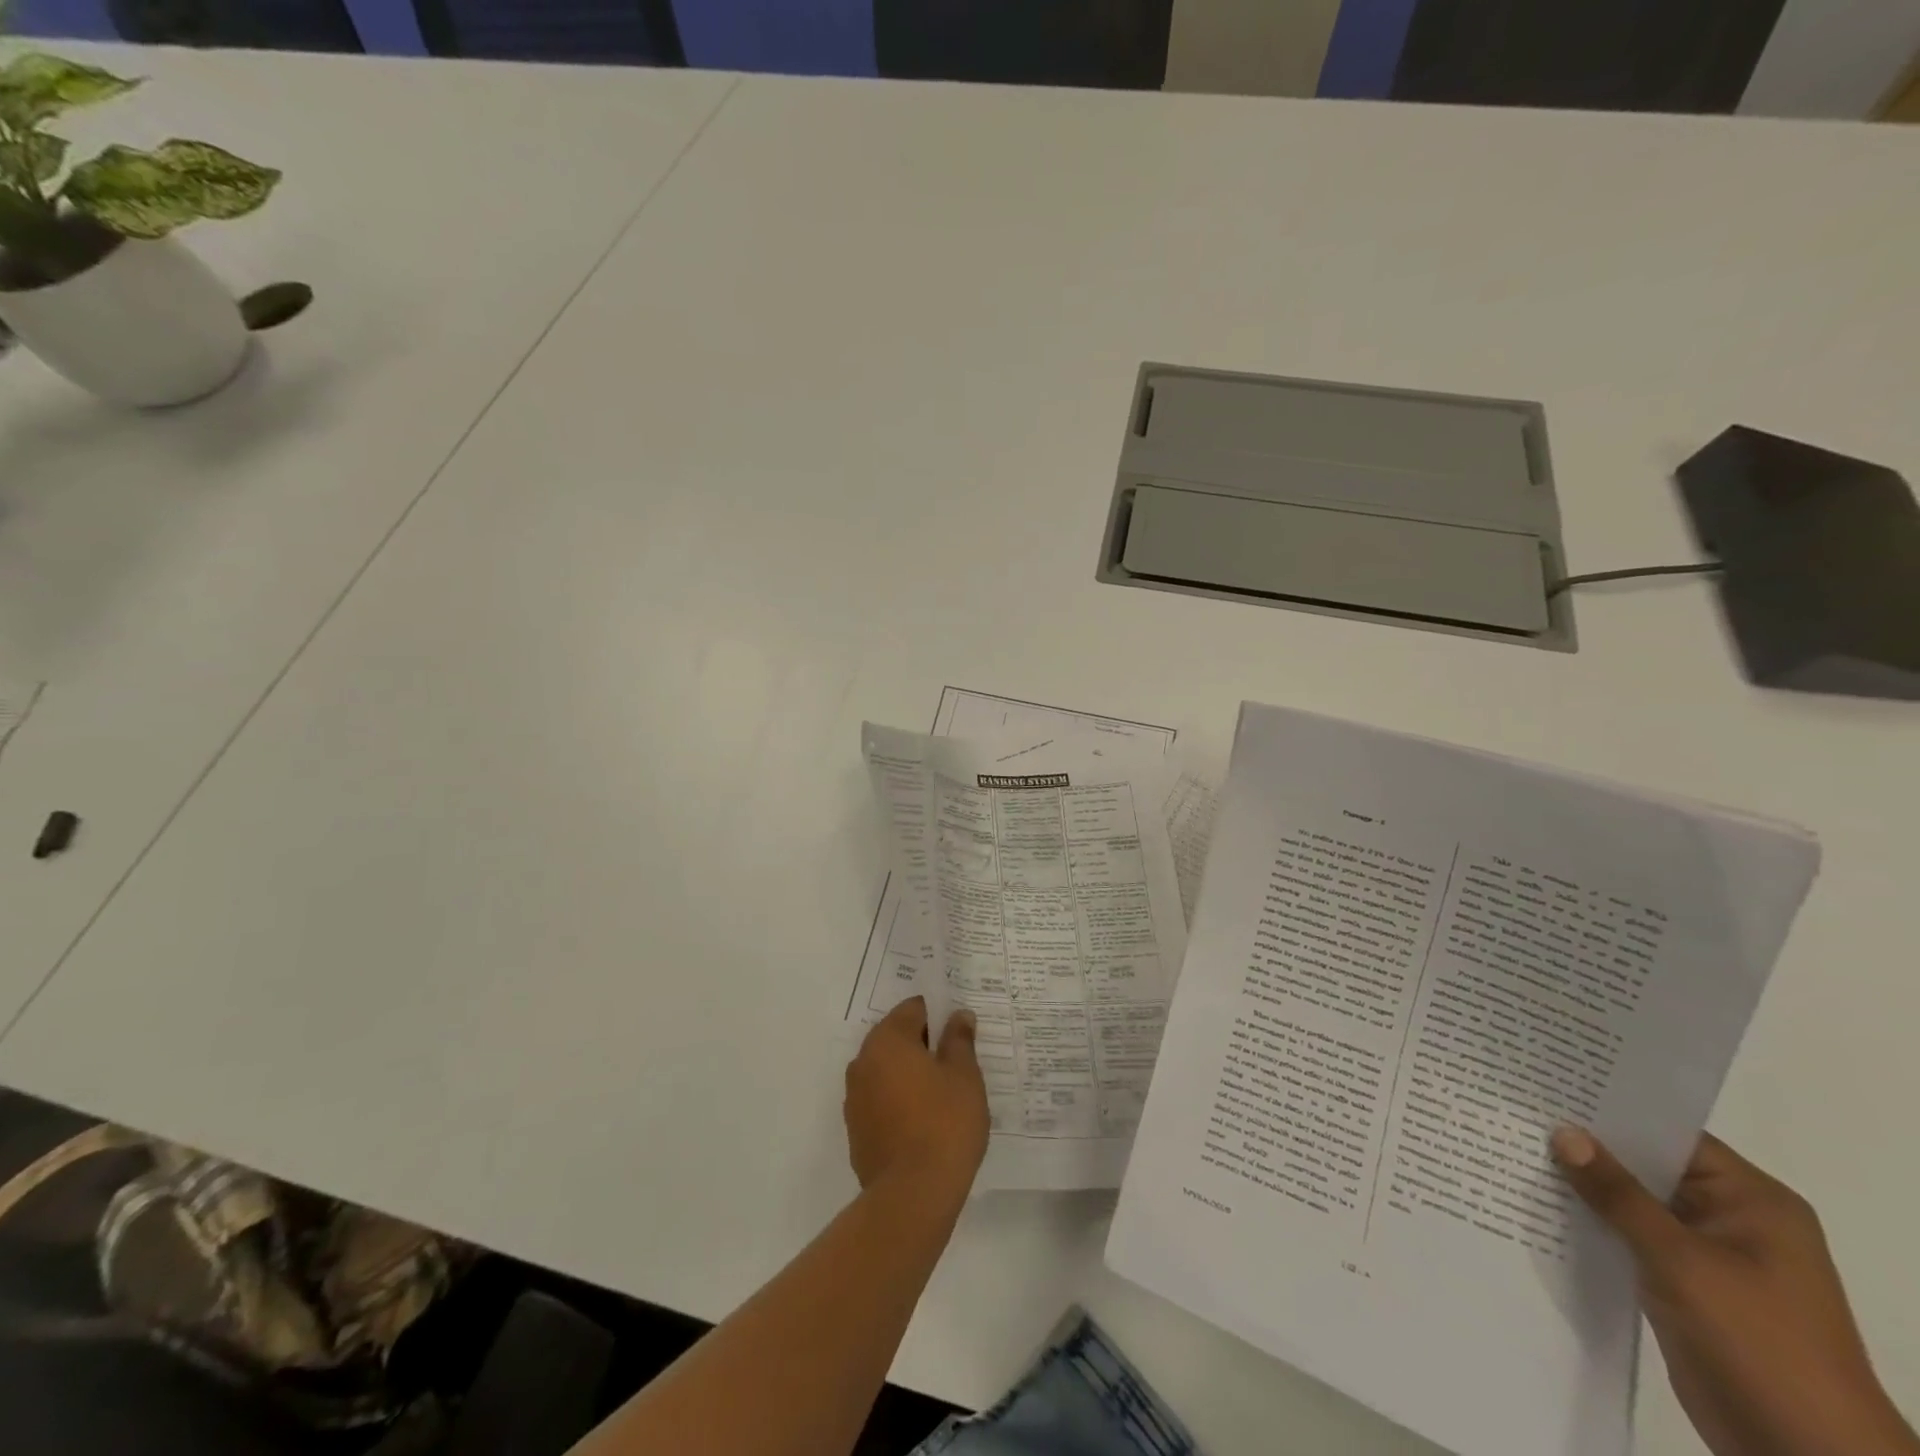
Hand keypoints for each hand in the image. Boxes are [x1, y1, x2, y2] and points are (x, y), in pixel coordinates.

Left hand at [845, 998, 988, 1203]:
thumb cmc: (944, 1124)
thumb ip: (959, 1040)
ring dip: (910, 1074)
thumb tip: (958, 1016)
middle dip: (924, 1045)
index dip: (940, 1016)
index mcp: (888, 1040)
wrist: (912, 1196)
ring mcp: (855, 1097)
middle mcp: (863, 1061)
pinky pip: (881, 1100)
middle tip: (957, 1063)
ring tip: (944, 1094)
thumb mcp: (964, 1076)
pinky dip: (899, 1101)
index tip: (960, 1034)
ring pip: (887, 1070)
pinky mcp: (856, 1129)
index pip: (914, 1009)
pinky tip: (925, 1122)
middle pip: (897, 1038)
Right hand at [1552, 1127, 1918, 1455]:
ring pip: (1634, 1203)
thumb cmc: (1759, 1343)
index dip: (1611, 1109)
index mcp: (1752, 1201)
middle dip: (1588, 1147)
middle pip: (1648, 1166)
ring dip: (1586, 1187)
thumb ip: (1618, 1195)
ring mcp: (1709, 1255)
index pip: (1669, 1134)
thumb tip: (1562, 1132)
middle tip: (1519, 1113)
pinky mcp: (1686, 1285)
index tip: (1548, 1087)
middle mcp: (1733, 1218)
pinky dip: (1594, 1223)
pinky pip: (1631, 1237)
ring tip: (1516, 1150)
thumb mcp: (1680, 1261)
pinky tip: (1541, 1206)